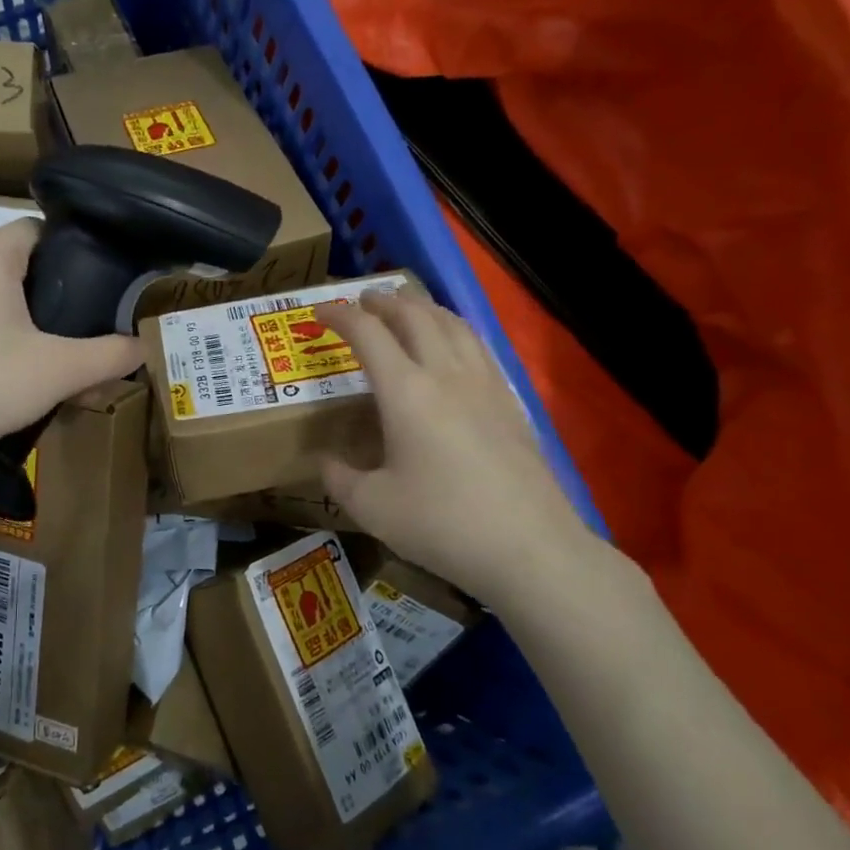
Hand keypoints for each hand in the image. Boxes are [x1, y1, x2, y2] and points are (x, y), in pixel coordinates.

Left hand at [0, 219, 142, 465]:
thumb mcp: (58, 372)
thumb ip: (109, 356)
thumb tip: (144, 345)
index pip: (38, 228)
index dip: (74, 249)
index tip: (101, 283)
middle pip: (17, 266)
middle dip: (54, 295)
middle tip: (85, 327)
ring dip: (25, 323)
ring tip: (53, 358)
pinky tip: (10, 379)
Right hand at [323, 290, 597, 612]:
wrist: (529, 548)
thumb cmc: (442, 524)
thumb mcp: (372, 508)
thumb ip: (339, 478)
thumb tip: (325, 460)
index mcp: (406, 392)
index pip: (368, 334)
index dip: (341, 316)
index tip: (320, 313)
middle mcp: (446, 374)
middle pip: (415, 315)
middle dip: (384, 301)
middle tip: (363, 302)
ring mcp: (485, 385)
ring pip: (453, 324)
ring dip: (423, 308)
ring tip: (407, 310)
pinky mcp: (511, 402)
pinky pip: (478, 347)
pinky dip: (455, 330)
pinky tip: (453, 348)